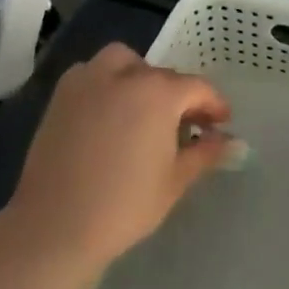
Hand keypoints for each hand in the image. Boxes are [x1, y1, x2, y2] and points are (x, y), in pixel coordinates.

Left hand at [3, 43, 235, 274]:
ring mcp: (88, 82)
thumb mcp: (176, 180)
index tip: (221, 124)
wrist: (55, 226)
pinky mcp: (61, 97)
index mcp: (158, 93)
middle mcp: (124, 76)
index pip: (197, 88)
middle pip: (162, 75)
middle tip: (185, 125)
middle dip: (179, 95)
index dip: (214, 105)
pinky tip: (109, 112)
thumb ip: (206, 153)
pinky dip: (105, 82)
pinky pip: (90, 73)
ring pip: (123, 61)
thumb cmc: (125, 205)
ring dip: (139, 76)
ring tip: (143, 108)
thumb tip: (233, 143)